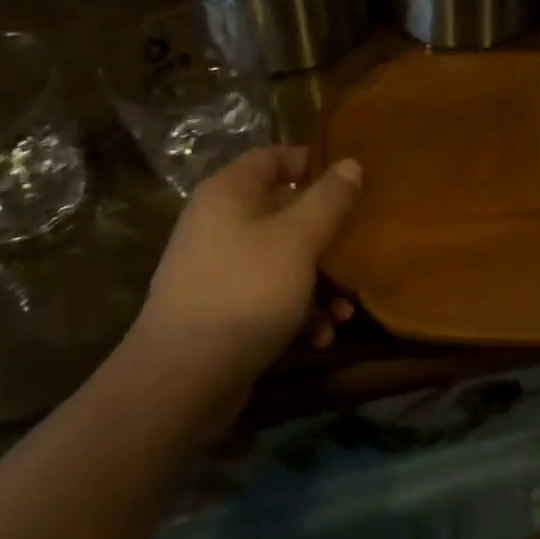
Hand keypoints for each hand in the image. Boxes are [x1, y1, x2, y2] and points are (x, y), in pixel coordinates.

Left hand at [134, 147, 360, 392]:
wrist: (180, 381)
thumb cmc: (246, 291)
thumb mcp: (298, 239)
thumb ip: (329, 199)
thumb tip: (351, 163)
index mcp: (230, 192)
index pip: (274, 157)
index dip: (312, 163)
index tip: (351, 182)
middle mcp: (219, 222)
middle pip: (283, 210)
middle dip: (325, 234)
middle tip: (358, 249)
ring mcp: (218, 267)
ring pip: (281, 258)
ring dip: (318, 281)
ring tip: (345, 311)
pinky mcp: (220, 310)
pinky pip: (268, 295)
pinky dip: (296, 311)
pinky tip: (319, 337)